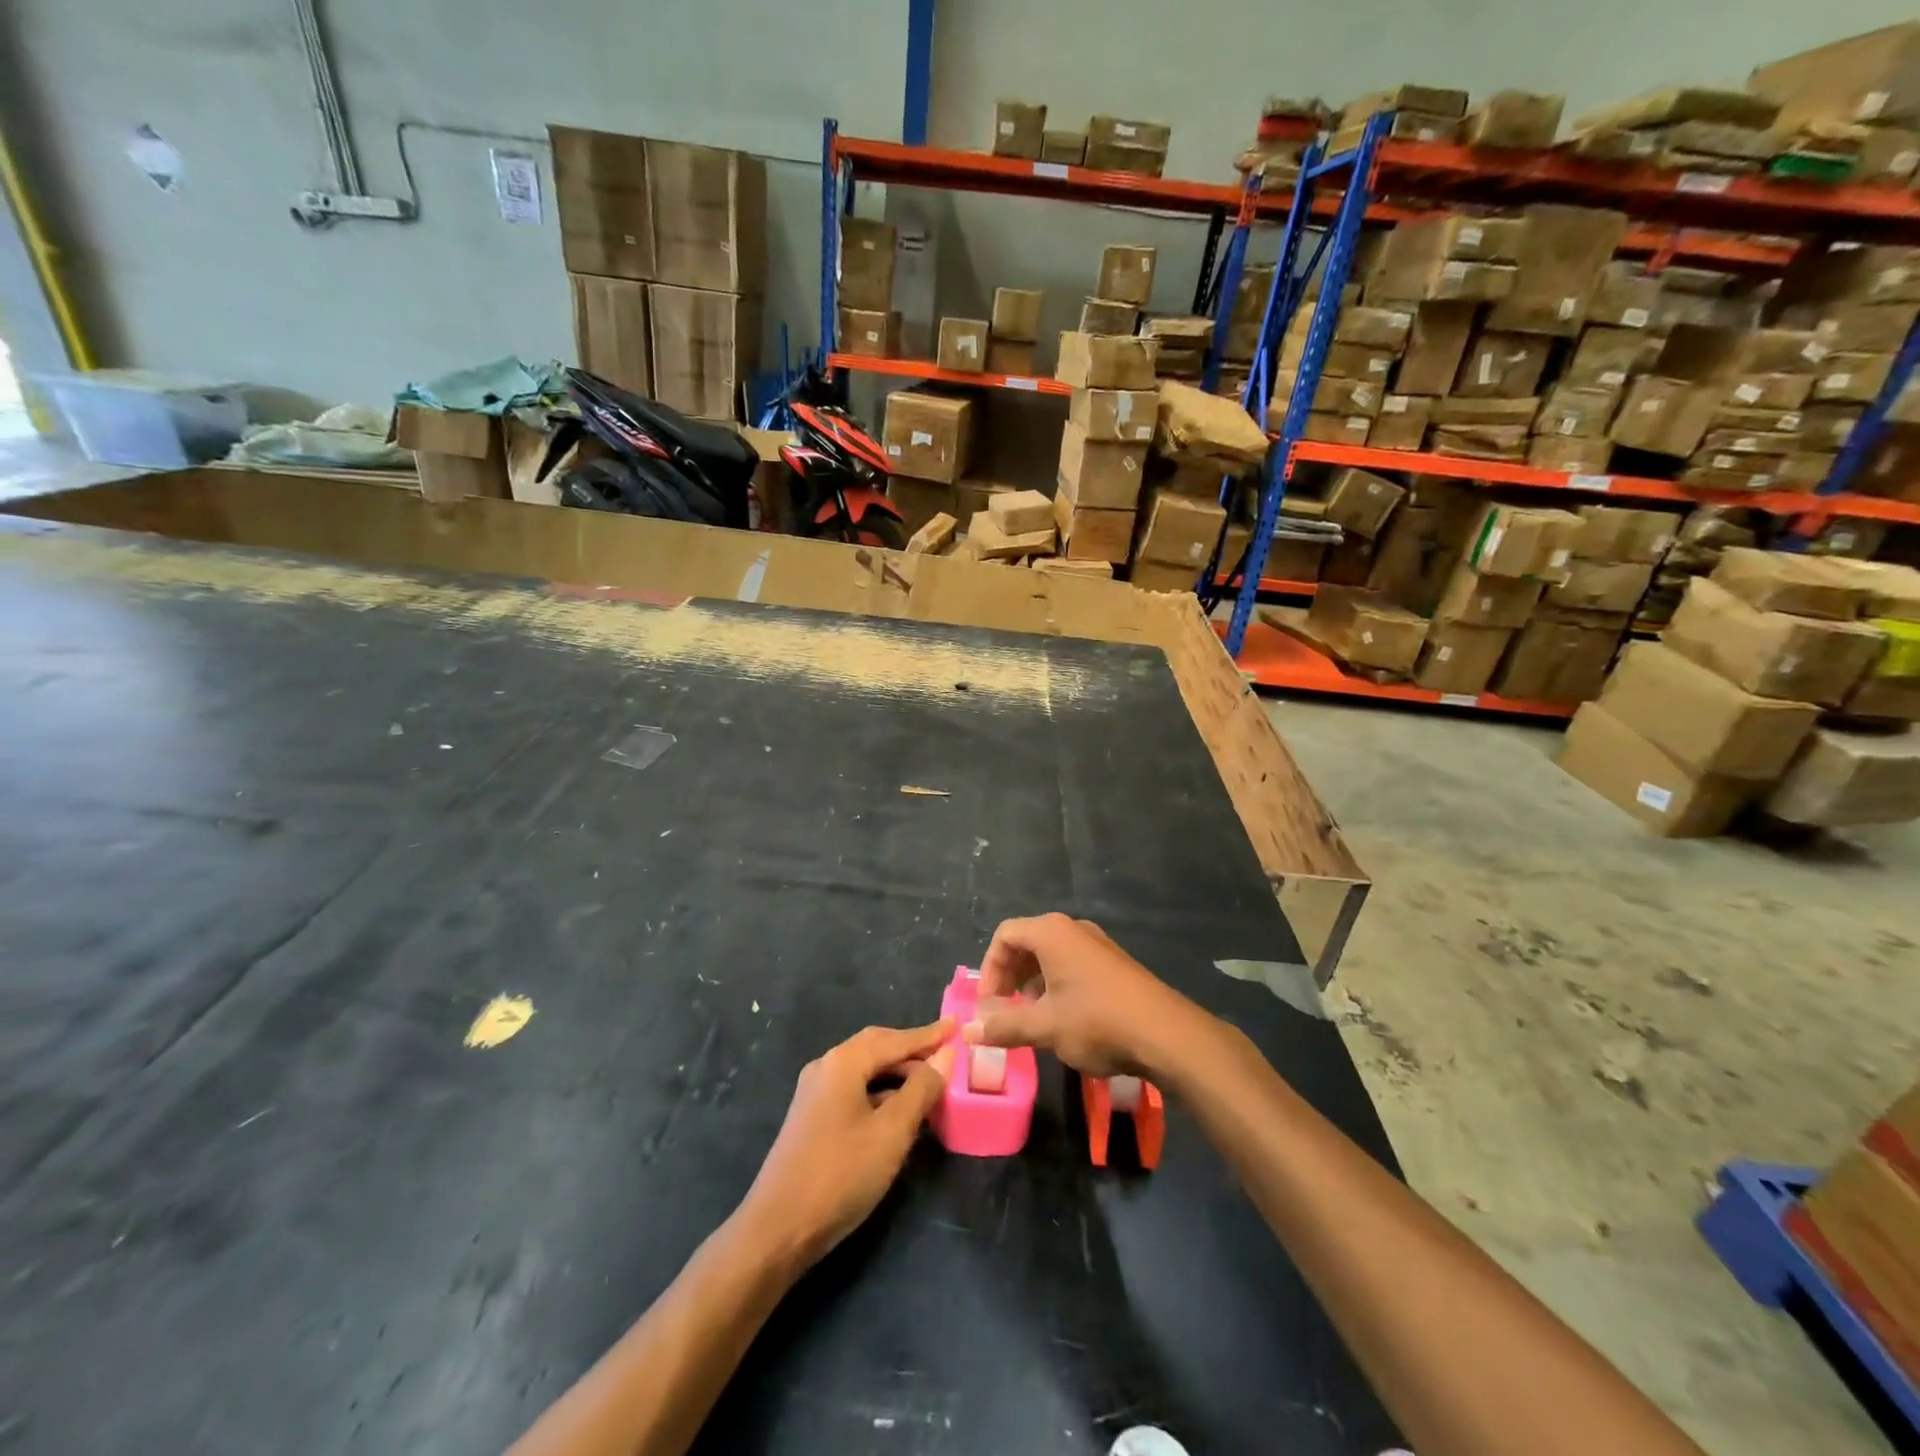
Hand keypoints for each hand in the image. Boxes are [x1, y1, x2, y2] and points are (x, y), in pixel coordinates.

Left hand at [743, 1021, 954, 1269]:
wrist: (777, 1229)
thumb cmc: (841, 1174)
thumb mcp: (892, 1131)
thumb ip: (921, 1090)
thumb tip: (945, 1055)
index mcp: (843, 1062)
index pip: (895, 1039)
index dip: (928, 1034)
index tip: (956, 1024)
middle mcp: (826, 1067)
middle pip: (877, 1047)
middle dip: (912, 1049)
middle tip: (946, 1053)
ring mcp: (815, 1093)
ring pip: (865, 1071)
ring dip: (898, 1073)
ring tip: (931, 1084)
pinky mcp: (812, 1118)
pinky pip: (855, 1090)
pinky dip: (882, 1093)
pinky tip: (900, 1112)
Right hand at [964, 913, 1209, 1078]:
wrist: (1166, 1034)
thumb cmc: (1096, 1021)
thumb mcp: (1044, 1027)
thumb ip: (1004, 1026)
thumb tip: (968, 1030)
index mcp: (1051, 933)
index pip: (1005, 936)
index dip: (990, 969)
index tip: (987, 1005)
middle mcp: (1073, 929)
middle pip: (1027, 943)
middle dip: (1010, 977)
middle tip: (1004, 1011)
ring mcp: (1098, 944)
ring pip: (1051, 956)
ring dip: (1033, 984)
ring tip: (1031, 1019)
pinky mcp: (1115, 964)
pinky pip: (1073, 965)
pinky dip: (1057, 986)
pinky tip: (1063, 1019)